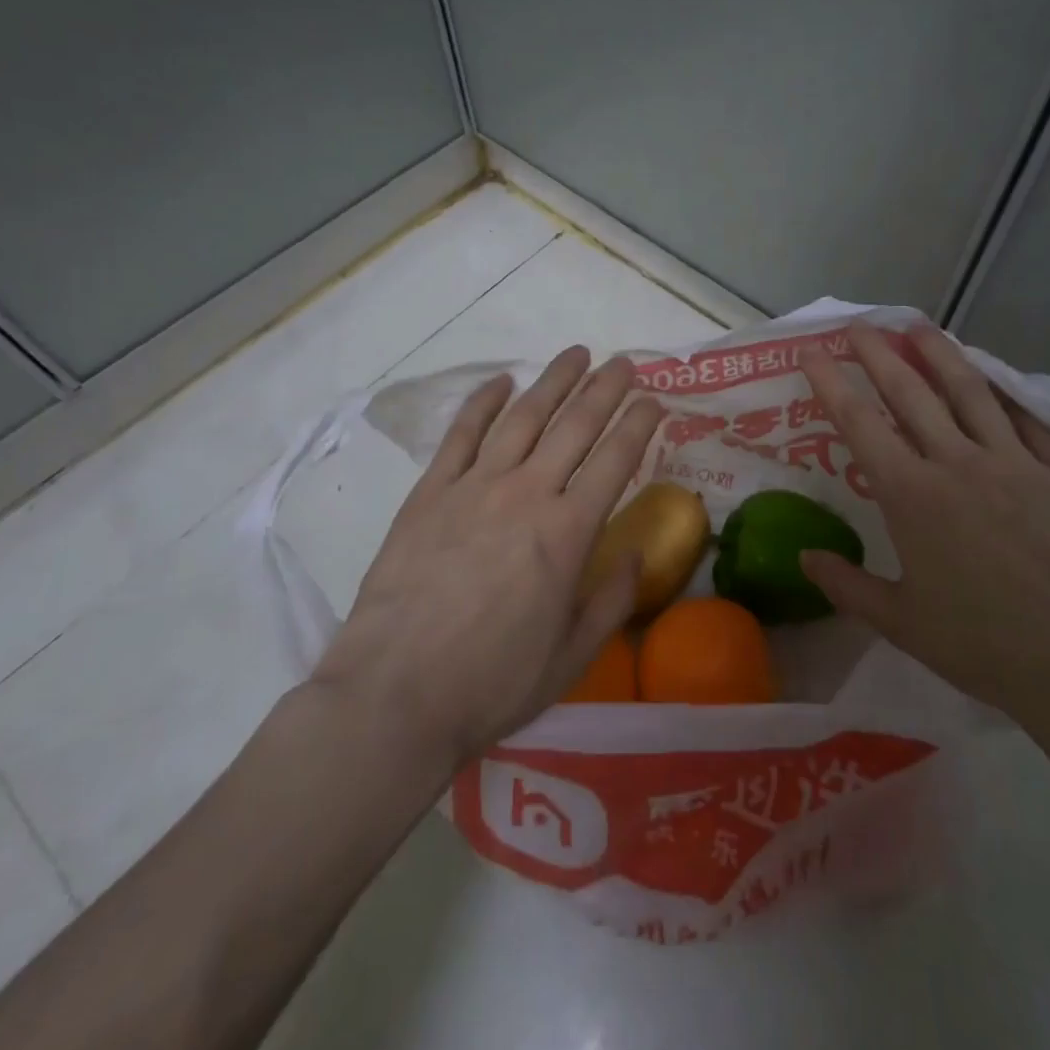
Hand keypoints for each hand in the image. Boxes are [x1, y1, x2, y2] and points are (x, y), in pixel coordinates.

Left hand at [312, 346, 663, 764]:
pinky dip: (483, 402)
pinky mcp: (430, 492)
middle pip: (575, 426)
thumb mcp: (570, 657)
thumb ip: (611, 601)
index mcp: (567, 533)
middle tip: (625, 362)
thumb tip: (635, 554)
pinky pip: (462, 434)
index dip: (639, 425)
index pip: (615, 460)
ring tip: (576, 354)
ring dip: (554, 381)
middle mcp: (526, 494)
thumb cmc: (491, 683)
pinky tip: (501, 380)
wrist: (394, 695)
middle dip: (605, 389)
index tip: (655, 400)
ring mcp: (474, 486)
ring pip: (523, 417)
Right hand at [797, 322, 1049, 739]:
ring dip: (940, 354)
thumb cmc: (987, 646)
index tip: (812, 350)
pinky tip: (996, 378)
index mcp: (912, 495)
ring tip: (919, 326)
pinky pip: (1028, 420)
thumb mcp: (903, 624)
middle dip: (879, 353)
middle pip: (911, 392)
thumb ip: (847, 586)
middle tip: (860, 324)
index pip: (859, 423)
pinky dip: (1006, 394)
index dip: (830, 382)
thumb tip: (804, 558)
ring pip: (970, 392)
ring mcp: (1014, 462)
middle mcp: (957, 463)